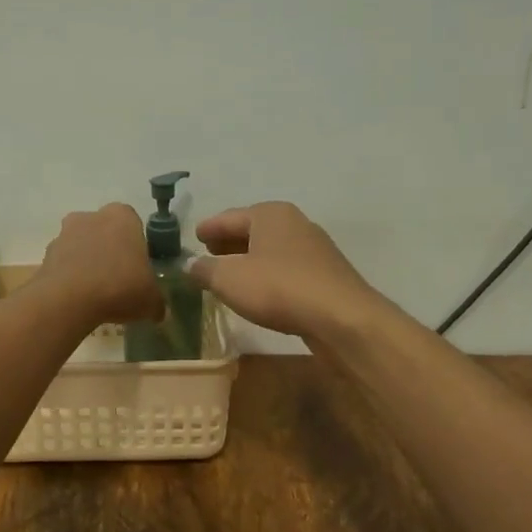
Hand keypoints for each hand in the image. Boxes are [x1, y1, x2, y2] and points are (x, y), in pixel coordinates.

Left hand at [34, 204, 163, 327]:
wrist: (68, 299)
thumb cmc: (119, 287)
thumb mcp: (150, 299)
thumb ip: (156, 302)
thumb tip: (158, 312)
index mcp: (122, 216)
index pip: (133, 225)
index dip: (136, 248)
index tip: (138, 270)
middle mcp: (91, 216)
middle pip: (104, 233)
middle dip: (110, 253)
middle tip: (118, 282)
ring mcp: (64, 233)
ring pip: (82, 247)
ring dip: (87, 264)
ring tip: (96, 295)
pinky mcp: (46, 254)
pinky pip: (64, 265)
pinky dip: (70, 278)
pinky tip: (78, 300)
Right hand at [188, 202, 381, 339]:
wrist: (341, 318)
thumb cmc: (279, 288)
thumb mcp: (228, 279)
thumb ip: (204, 270)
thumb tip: (190, 265)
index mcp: (270, 213)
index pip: (229, 217)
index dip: (209, 228)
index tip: (194, 237)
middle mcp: (294, 223)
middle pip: (252, 230)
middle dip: (229, 242)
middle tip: (208, 254)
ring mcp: (314, 249)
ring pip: (271, 250)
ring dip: (249, 260)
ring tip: (229, 276)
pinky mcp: (325, 275)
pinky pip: (286, 269)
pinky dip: (268, 274)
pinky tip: (259, 291)